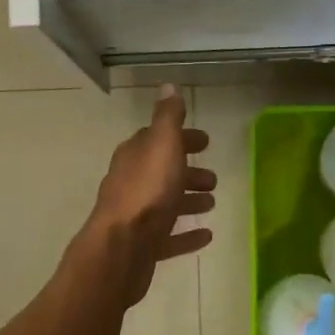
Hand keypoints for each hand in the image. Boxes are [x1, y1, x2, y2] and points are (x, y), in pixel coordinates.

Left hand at [78, 85, 215, 305]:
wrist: (121, 248)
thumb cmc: (146, 192)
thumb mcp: (162, 145)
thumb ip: (167, 117)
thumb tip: (168, 85)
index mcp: (135, 156)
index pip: (158, 140)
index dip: (182, 139)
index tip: (205, 143)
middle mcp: (131, 183)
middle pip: (162, 173)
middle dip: (188, 172)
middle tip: (213, 178)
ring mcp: (135, 217)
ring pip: (166, 204)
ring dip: (188, 201)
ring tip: (212, 203)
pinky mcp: (142, 247)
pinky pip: (168, 237)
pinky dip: (186, 234)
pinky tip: (206, 236)